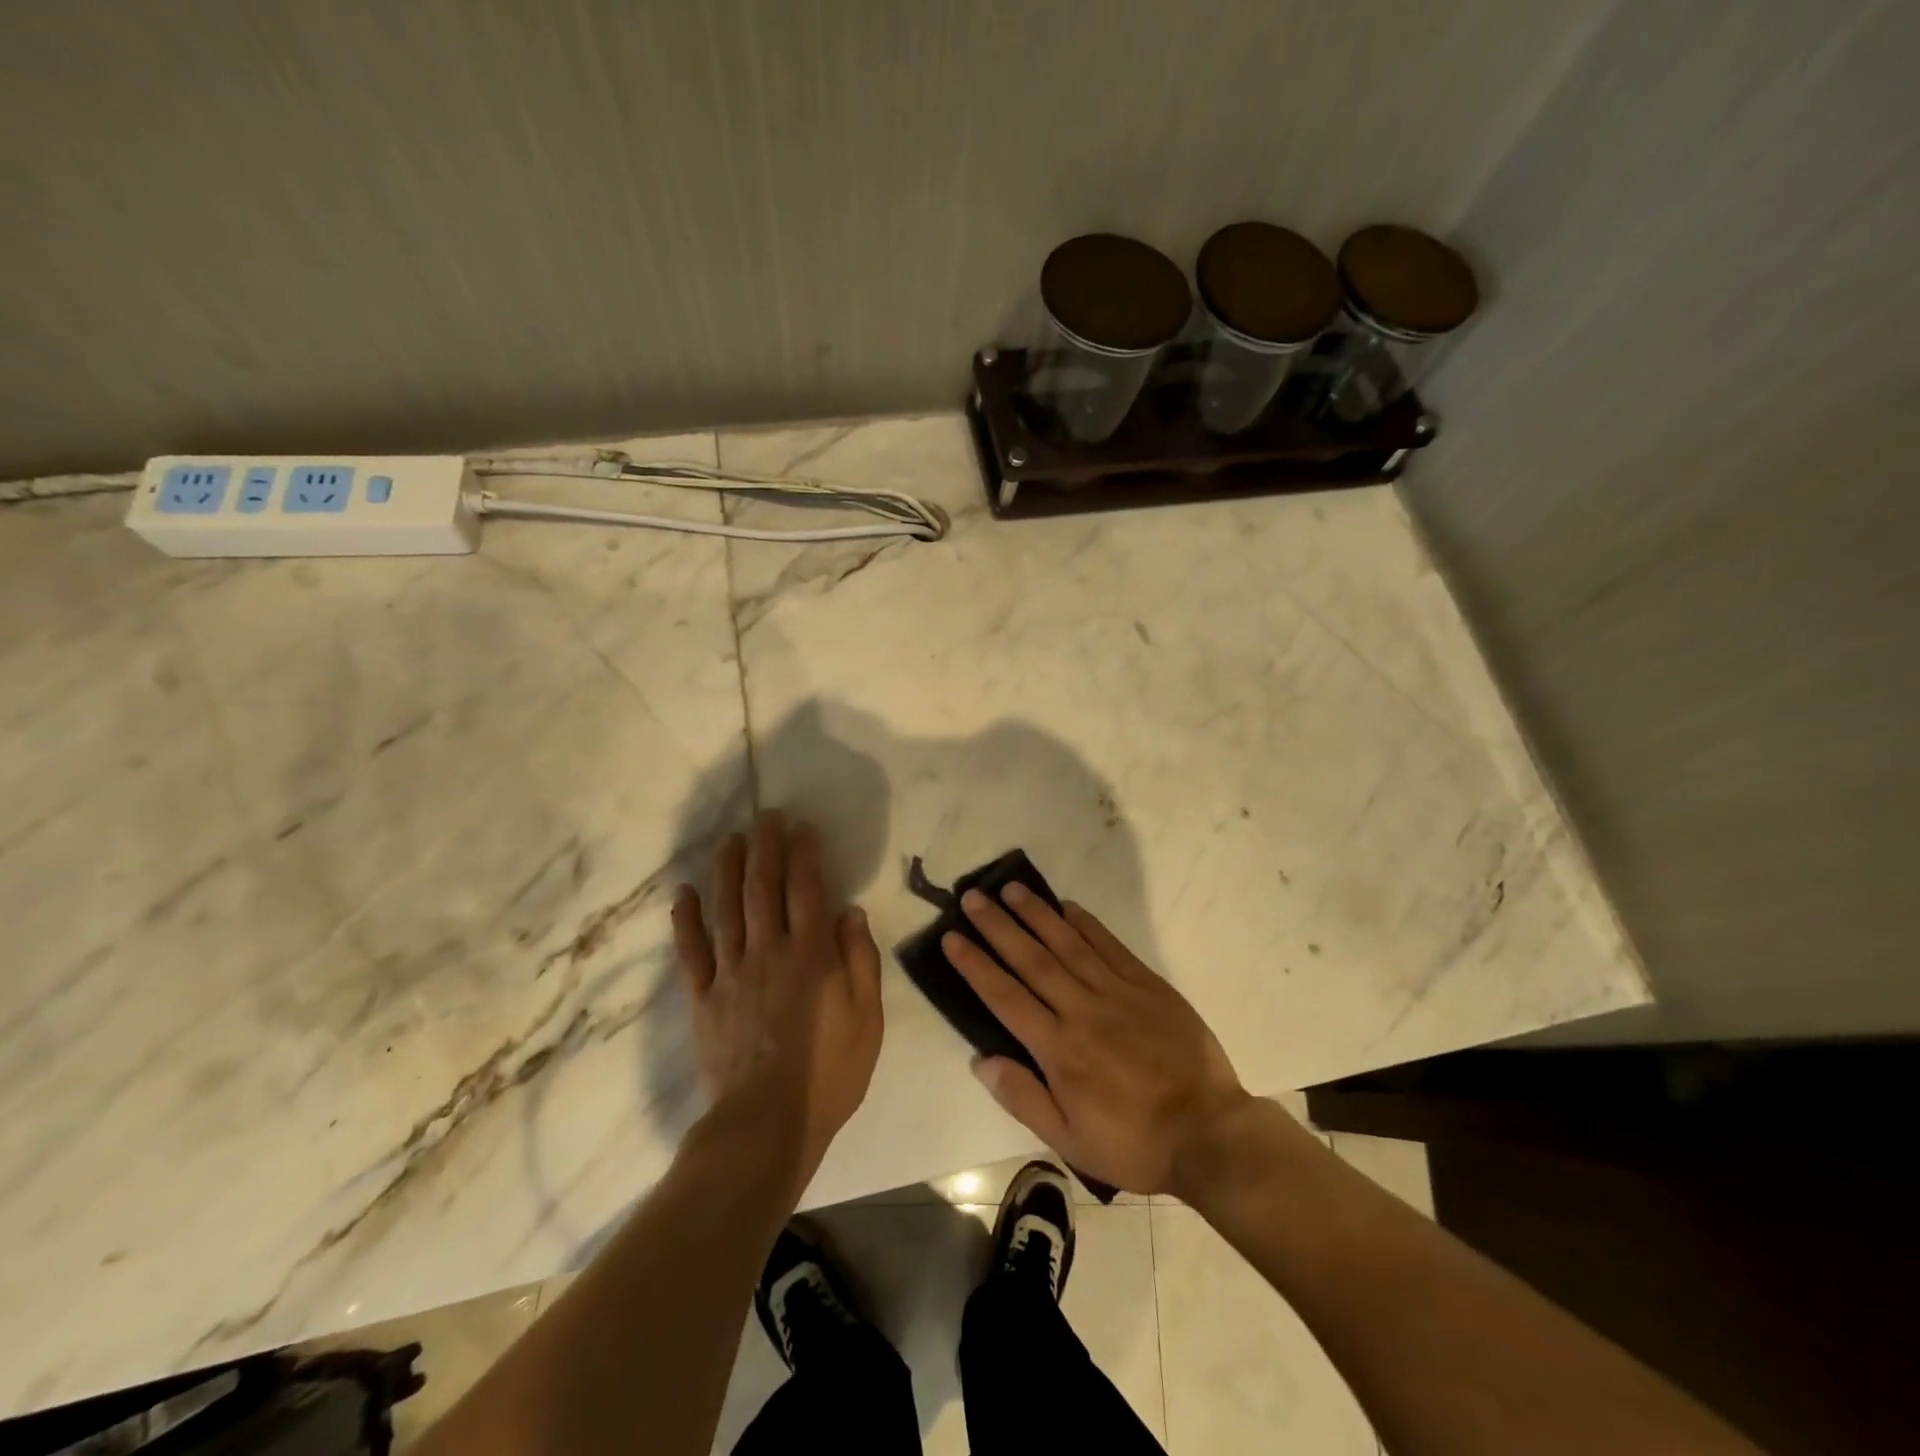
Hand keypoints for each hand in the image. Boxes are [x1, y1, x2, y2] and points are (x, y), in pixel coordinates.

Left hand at [671, 812, 882, 1190]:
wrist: (766, 1125)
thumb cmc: (829, 1073)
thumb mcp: (867, 1018)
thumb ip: (860, 959)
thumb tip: (850, 911)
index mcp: (810, 955)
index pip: (806, 889)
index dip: (804, 854)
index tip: (803, 827)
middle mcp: (768, 952)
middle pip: (763, 887)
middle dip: (765, 847)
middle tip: (765, 816)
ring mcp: (730, 973)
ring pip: (726, 908)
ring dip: (727, 869)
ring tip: (729, 839)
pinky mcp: (704, 998)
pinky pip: (691, 952)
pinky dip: (686, 920)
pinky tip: (685, 893)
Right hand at [942, 885, 1251, 1195]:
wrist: (1208, 1132)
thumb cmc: (1132, 1142)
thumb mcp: (1069, 1139)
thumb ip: (1023, 1097)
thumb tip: (981, 1059)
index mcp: (1058, 1048)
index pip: (1005, 997)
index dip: (975, 965)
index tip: (951, 937)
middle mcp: (1081, 1009)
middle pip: (1031, 960)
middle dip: (998, 926)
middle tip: (972, 897)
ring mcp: (1117, 992)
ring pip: (1068, 944)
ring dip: (1037, 914)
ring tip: (1012, 888)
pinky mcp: (1147, 985)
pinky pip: (1111, 946)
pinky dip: (1087, 924)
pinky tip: (1068, 907)